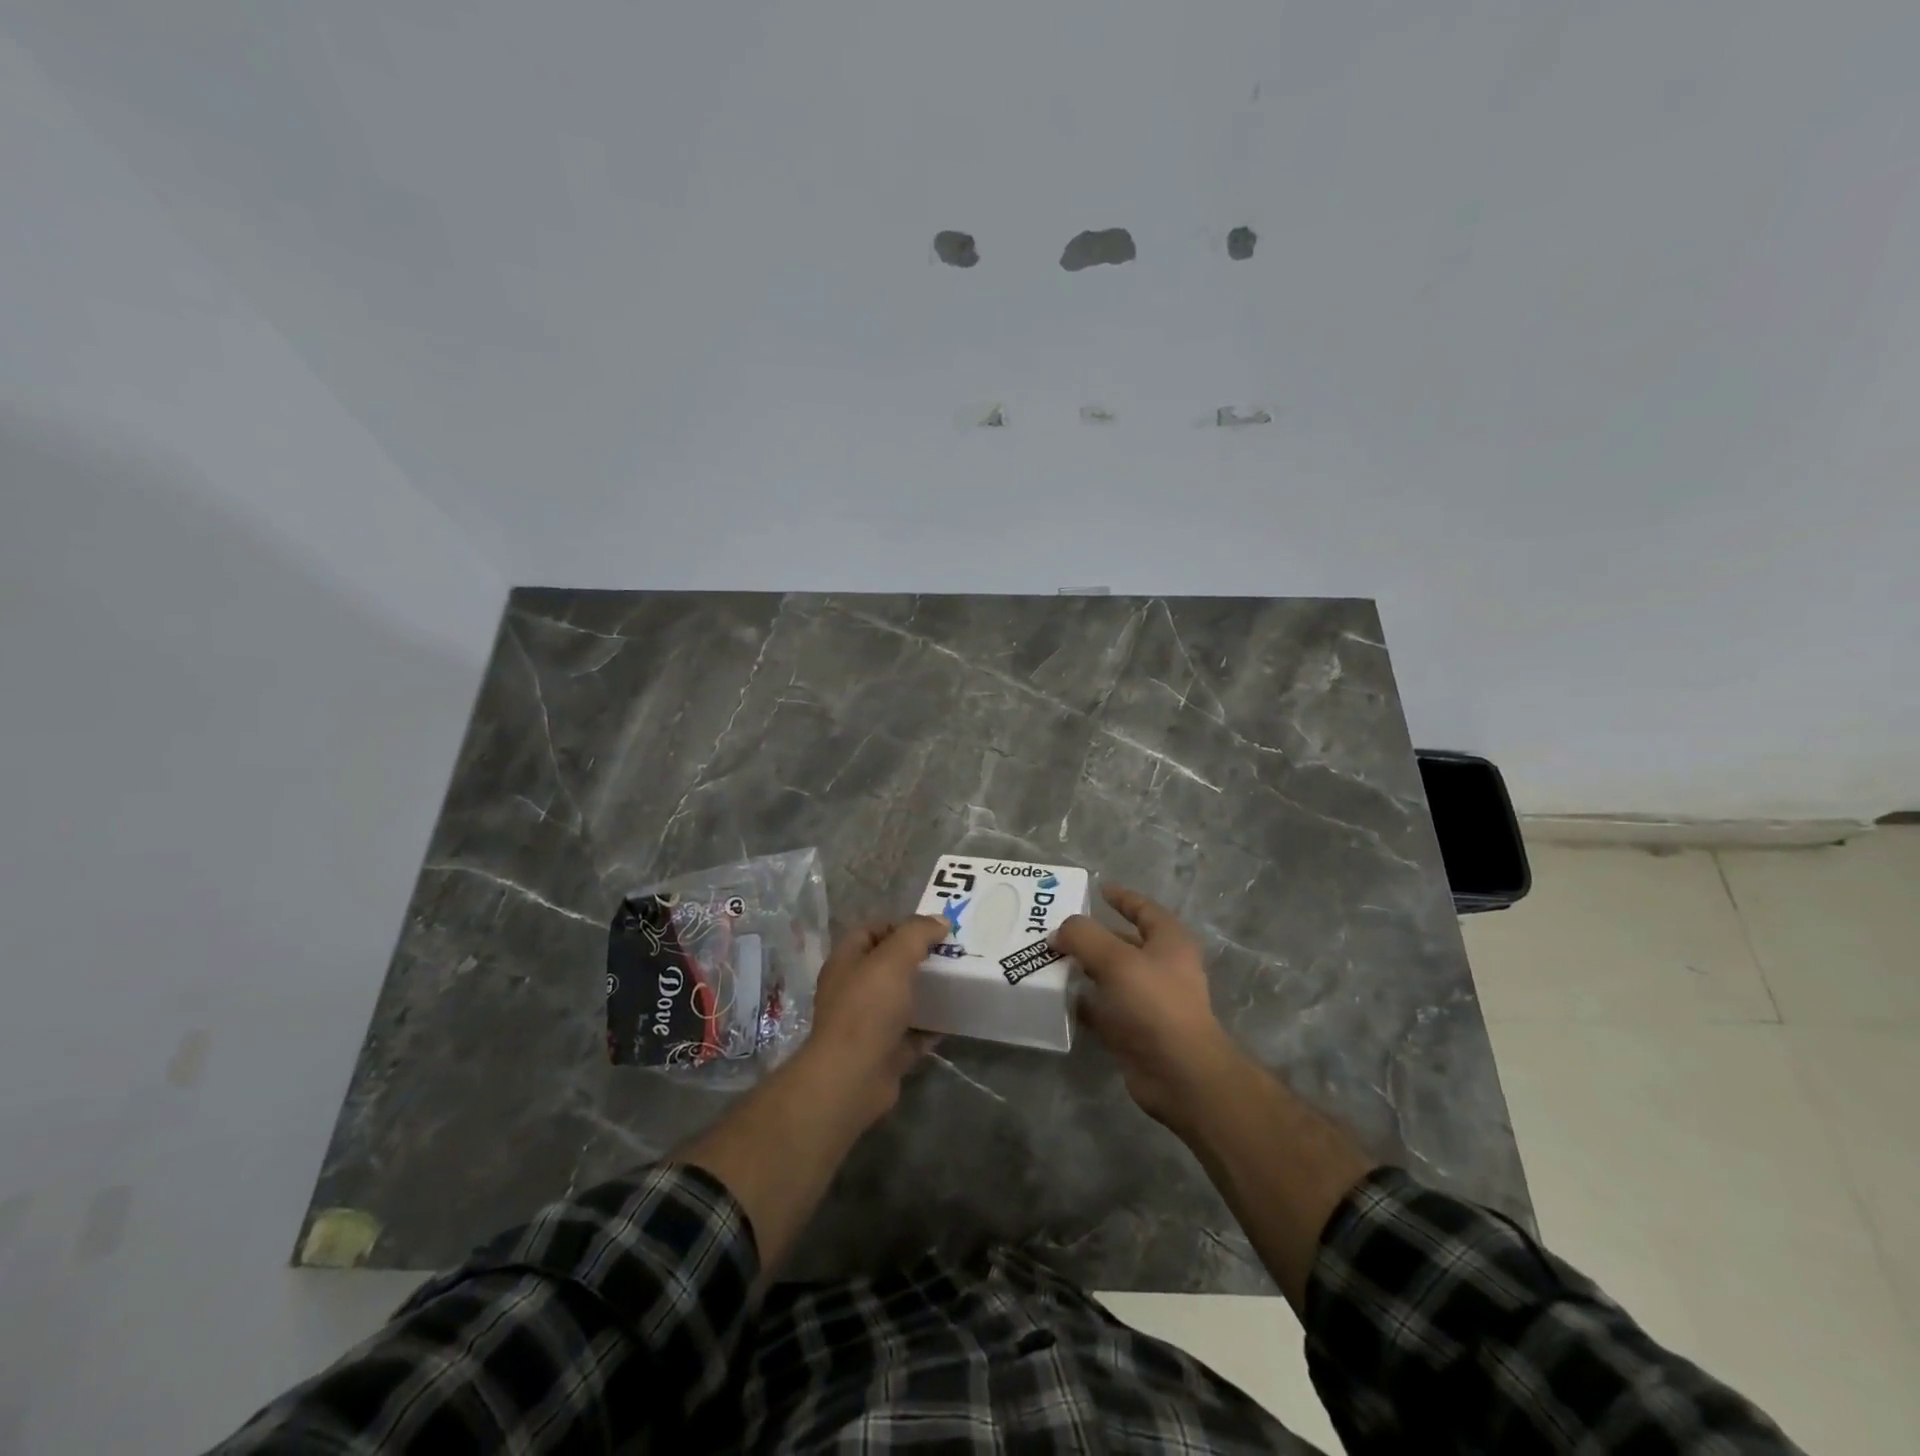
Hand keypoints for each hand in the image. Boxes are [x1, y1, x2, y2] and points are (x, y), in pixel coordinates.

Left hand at [800, 917, 946, 1126]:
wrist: (853, 1077)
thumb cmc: (868, 1009)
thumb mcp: (893, 959)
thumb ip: (917, 934)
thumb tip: (940, 920)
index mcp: (846, 962)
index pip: (870, 930)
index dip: (898, 925)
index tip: (931, 929)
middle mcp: (852, 990)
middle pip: (887, 965)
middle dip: (917, 958)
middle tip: (950, 954)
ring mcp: (866, 1023)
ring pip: (900, 1000)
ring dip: (925, 993)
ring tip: (956, 983)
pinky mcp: (883, 1052)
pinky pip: (910, 1034)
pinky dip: (929, 1028)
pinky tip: (952, 1021)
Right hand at [1055, 886, 1239, 1131]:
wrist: (1178, 1073)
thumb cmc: (1154, 1004)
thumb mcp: (1115, 959)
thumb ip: (1084, 936)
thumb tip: (1060, 931)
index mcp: (1169, 942)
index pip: (1143, 909)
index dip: (1122, 898)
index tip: (1097, 890)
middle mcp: (1162, 967)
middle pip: (1122, 942)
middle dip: (1092, 936)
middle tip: (1056, 929)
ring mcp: (1149, 1001)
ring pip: (1110, 976)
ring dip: (1084, 968)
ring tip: (1049, 959)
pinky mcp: (1135, 1030)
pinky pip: (1103, 1008)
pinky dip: (1083, 1002)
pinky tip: (1058, 997)